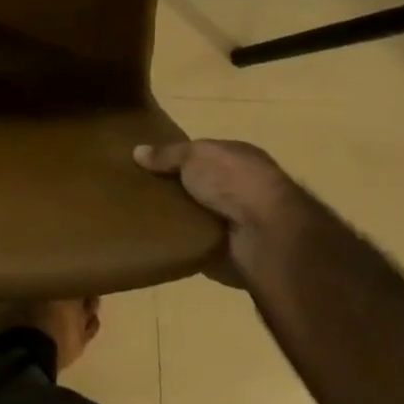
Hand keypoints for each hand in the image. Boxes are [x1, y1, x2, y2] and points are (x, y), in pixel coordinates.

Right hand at [135, 138, 296, 286]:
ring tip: (145, 217)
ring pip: (202, 216)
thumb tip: (137, 151)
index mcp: (240, 158)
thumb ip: (167, 154)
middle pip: (202, 186)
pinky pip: (202, 245)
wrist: (266, 235)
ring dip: (182, 219)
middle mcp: (244, 188)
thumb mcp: (194, 155)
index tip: (150, 164)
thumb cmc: (233, 181)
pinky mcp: (235, 252)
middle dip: (178, 189)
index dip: (180, 158)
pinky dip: (186, 244)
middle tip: (142, 192)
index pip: (205, 154)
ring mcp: (242, 222)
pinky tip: (162, 240)